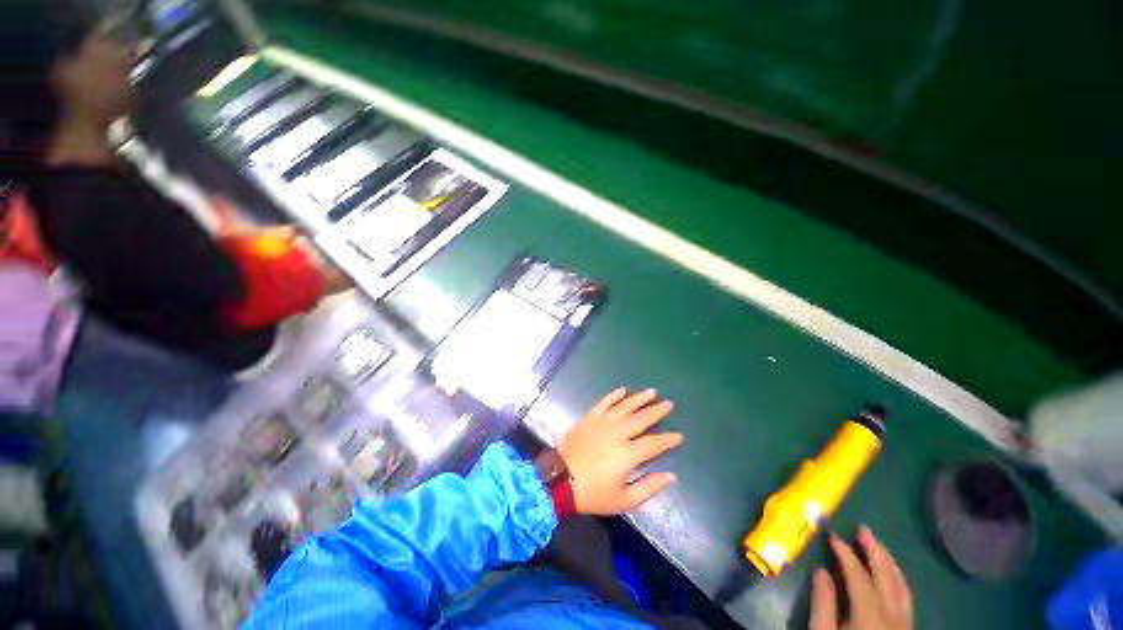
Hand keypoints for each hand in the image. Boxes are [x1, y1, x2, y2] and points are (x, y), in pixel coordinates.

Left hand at [557, 388, 682, 514]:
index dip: (668, 439)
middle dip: (657, 411)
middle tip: (668, 403)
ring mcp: (602, 422)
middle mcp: (617, 433)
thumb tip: (670, 476)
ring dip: (639, 398)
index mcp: (628, 454)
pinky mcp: (589, 417)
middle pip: (641, 419)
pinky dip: (614, 395)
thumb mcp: (623, 500)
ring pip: (625, 406)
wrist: (558, 480)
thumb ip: (648, 487)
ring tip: (652, 392)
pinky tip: (623, 389)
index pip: (654, 443)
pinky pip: (604, 402)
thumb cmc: (592, 494)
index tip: (679, 435)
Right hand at [810, 526, 912, 629]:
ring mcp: (905, 626)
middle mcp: (894, 619)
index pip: (861, 578)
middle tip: (863, 528)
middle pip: (888, 579)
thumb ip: (823, 605)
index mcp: (871, 619)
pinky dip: (898, 580)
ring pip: (903, 588)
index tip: (833, 536)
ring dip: (890, 563)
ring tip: (876, 545)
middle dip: (876, 552)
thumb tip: (821, 570)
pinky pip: (907, 599)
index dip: (847, 554)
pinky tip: (890, 574)